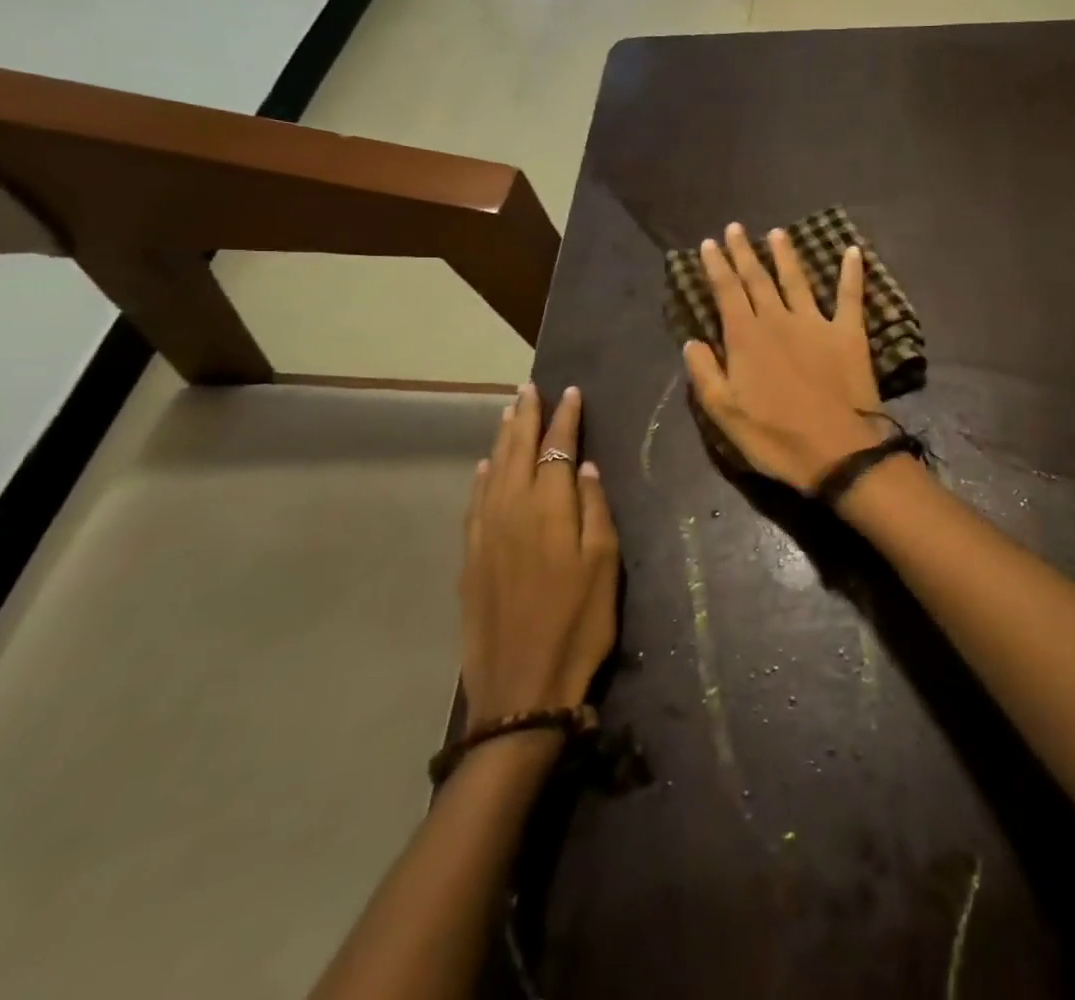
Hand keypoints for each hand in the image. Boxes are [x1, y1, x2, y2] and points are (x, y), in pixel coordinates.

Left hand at [459, 385, 618, 734]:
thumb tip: (583, 467)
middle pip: (518, 450)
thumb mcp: (604, 566)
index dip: (565, 418)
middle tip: (530, 388)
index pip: (557, 447)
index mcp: (548, 507)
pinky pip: (474, 502)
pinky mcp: (470, 558)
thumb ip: (594, 510)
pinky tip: (484, 467)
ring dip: (502, 438)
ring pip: (493, 471)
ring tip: (509, 412)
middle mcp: (511, 509)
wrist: (521, 687)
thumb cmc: (578, 624)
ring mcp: (485, 533)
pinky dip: (481, 477)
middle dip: (526, 415)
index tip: (571, 392)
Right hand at [683, 222, 884, 493]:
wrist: (837, 450)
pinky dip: (851, 273)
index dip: (716, 266)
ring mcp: (816, 323)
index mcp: (746, 337)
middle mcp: (778, 320)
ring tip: (777, 233)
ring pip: (796, 280)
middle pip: (757, 278)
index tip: (708, 244)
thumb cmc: (775, 437)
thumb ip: (705, 373)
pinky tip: (852, 252)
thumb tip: (692, 341)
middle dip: (743, 252)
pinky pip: (850, 296)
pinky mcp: (848, 334)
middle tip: (735, 228)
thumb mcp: (724, 413)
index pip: (726, 292)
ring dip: (785, 255)